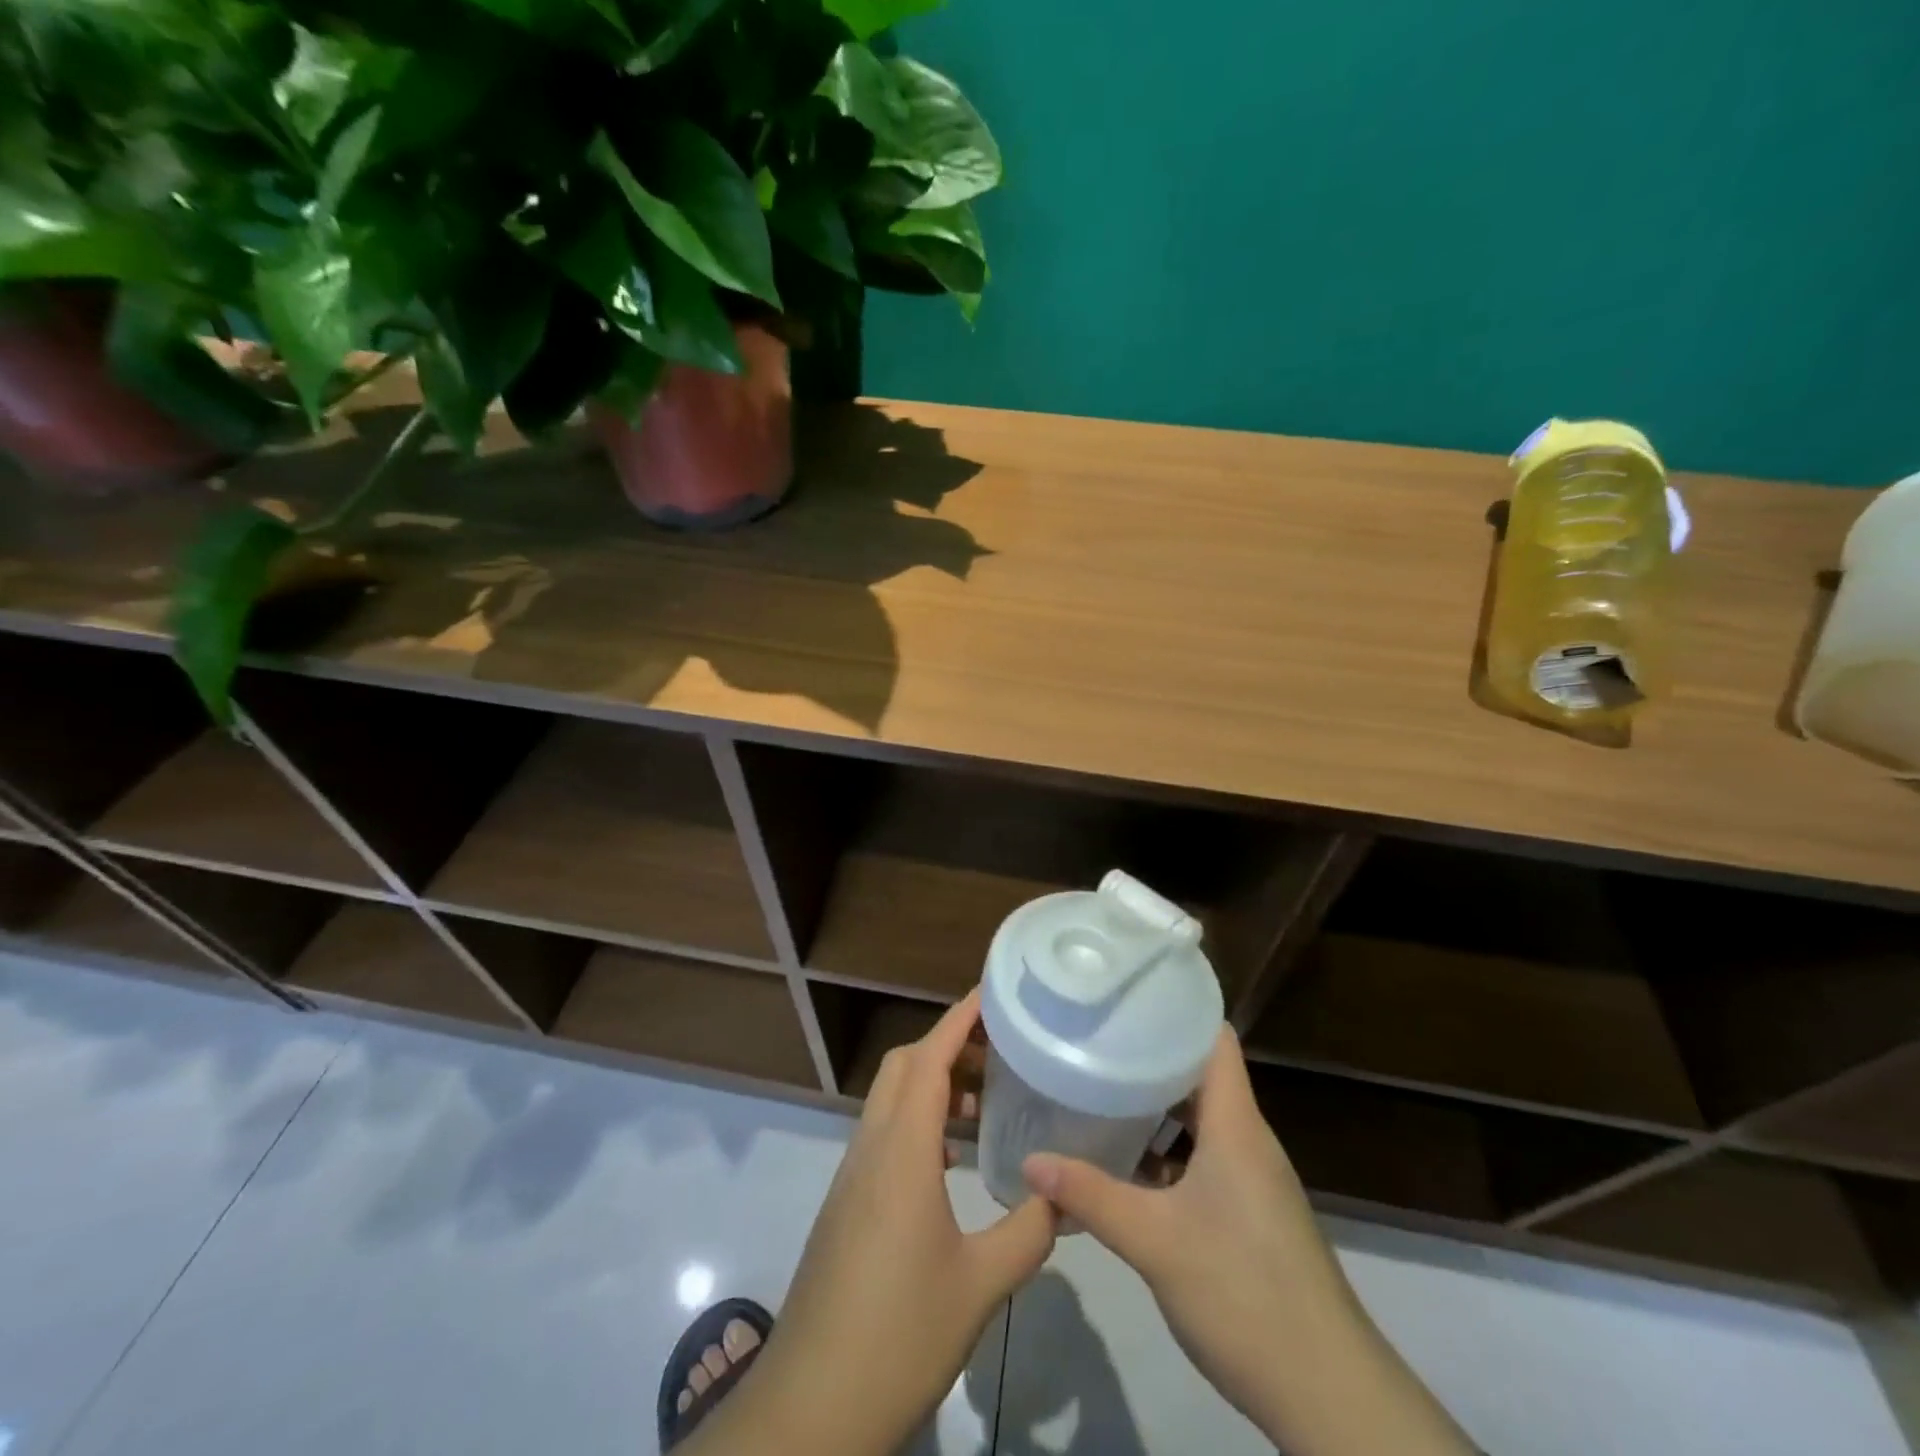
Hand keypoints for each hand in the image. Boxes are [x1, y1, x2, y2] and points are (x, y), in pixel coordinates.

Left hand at [687, 990, 1055, 1455]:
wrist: (811, 1407)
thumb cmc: (898, 1333)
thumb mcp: (979, 1285)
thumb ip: (1028, 1232)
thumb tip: (1064, 1196)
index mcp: (901, 1150)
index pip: (928, 1059)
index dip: (958, 1019)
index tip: (990, 993)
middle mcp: (871, 1148)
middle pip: (903, 1068)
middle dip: (947, 1044)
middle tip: (999, 1050)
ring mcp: (853, 1176)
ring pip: (890, 1101)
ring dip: (933, 1086)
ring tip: (986, 1103)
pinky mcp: (847, 1204)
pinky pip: (884, 1136)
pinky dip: (920, 1123)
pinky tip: (953, 1161)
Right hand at [1023, 1030, 1474, 1455]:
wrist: (1329, 1395)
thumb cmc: (1244, 1294)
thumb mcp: (1154, 1241)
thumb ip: (1090, 1196)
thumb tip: (1030, 1161)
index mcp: (1235, 1124)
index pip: (1213, 1037)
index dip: (1175, 1007)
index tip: (1124, 994)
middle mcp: (1246, 1139)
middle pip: (1198, 1073)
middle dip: (1147, 1054)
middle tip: (1092, 1038)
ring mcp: (1250, 1177)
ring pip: (1197, 1118)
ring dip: (1153, 1106)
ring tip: (1097, 1088)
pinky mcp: (1248, 1211)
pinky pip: (1201, 1157)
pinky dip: (1164, 1150)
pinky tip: (1123, 1162)